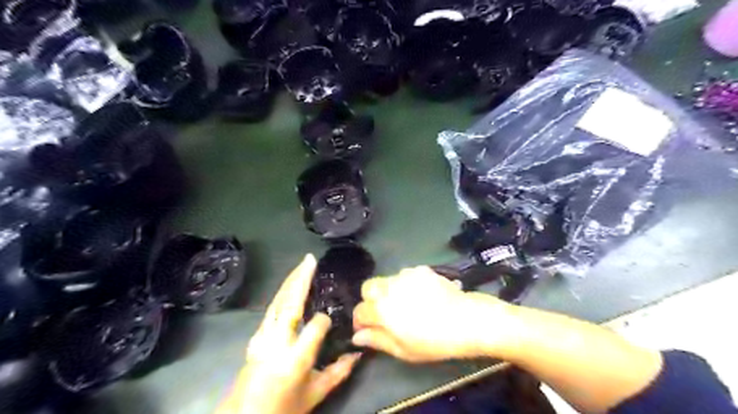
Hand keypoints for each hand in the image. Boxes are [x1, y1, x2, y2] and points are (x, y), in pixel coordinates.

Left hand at [216, 256, 362, 412]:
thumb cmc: (283, 409)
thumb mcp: (316, 394)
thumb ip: (339, 372)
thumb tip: (359, 354)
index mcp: (295, 358)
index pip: (316, 326)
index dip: (326, 320)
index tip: (332, 323)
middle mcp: (277, 342)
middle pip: (290, 303)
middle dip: (301, 279)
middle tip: (310, 259)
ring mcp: (262, 337)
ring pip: (277, 302)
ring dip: (290, 281)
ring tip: (302, 265)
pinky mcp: (256, 336)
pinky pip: (271, 309)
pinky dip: (282, 293)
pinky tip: (289, 286)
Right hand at [350, 268, 513, 362]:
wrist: (467, 320)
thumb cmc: (434, 342)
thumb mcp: (403, 349)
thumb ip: (377, 340)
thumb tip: (357, 336)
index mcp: (381, 309)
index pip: (360, 310)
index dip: (361, 321)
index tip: (368, 329)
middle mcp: (389, 287)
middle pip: (367, 287)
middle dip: (370, 300)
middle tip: (384, 313)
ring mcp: (405, 275)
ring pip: (386, 280)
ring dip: (388, 291)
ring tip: (406, 304)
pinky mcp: (420, 270)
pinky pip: (404, 275)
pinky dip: (406, 285)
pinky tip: (421, 296)